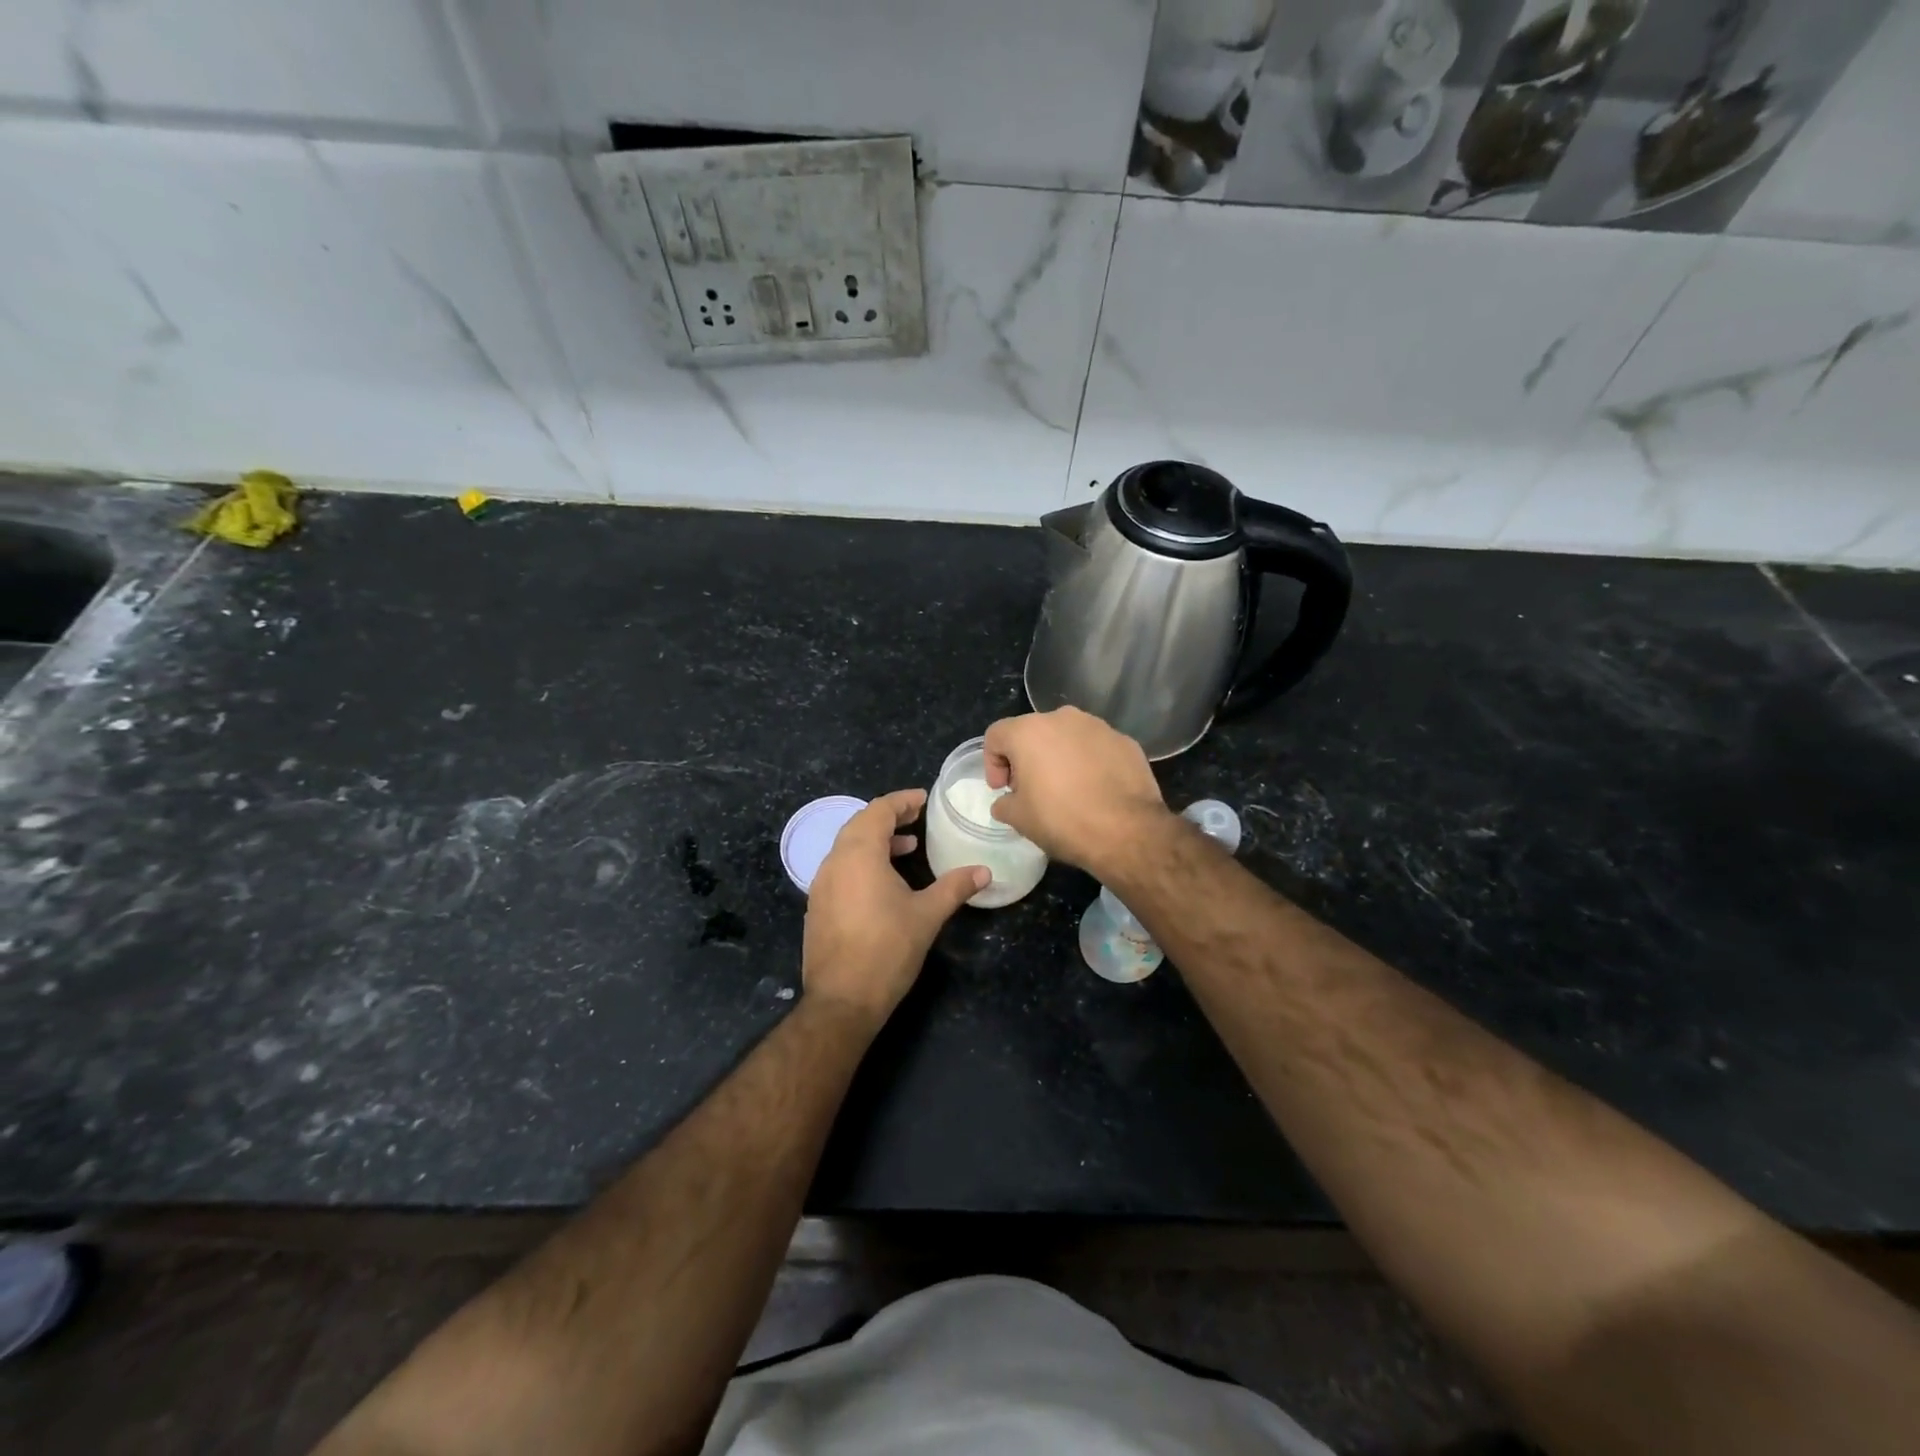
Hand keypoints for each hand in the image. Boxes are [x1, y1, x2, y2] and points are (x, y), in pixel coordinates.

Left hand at [802, 789, 988, 1022]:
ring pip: (847, 847)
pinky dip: (862, 862)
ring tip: (906, 848)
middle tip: (916, 818)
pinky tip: (883, 882)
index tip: (923, 799)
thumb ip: (954, 887)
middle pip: (859, 824)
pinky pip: (840, 869)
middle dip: (888, 817)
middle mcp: (834, 862)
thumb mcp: (927, 915)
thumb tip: (984, 871)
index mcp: (859, 854)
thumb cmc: (887, 950)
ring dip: (875, 841)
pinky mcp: (817, 906)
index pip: (878, 811)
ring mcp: (821, 885)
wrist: (842, 1000)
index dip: (901, 801)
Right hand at [983, 707, 1171, 877]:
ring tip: (1067, 789)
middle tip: (1031, 789)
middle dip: (1026, 758)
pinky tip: (1095, 790)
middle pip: (1032, 732)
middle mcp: (1063, 718)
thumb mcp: (1019, 819)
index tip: (1002, 789)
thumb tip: (1007, 801)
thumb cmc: (1063, 820)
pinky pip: (1096, 747)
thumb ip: (1004, 803)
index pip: (996, 735)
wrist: (1127, 831)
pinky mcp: (1125, 741)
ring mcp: (1098, 726)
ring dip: (1059, 757)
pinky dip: (1089, 762)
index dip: (992, 763)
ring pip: (1067, 736)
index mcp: (1029, 731)